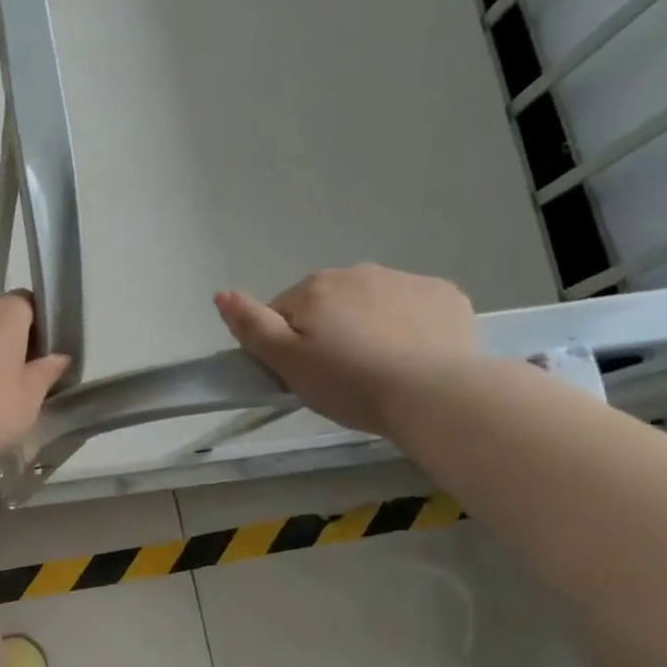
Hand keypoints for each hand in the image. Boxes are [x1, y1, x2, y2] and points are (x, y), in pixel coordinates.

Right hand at [214, 265, 478, 437]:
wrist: (435, 393)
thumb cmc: (350, 383)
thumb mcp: (287, 363)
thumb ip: (251, 326)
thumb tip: (222, 293)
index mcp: (314, 289)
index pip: (282, 313)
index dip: (286, 345)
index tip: (303, 374)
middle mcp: (357, 272)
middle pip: (327, 304)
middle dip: (328, 331)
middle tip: (339, 376)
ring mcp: (405, 280)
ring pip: (370, 303)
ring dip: (366, 326)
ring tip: (378, 369)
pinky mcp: (444, 295)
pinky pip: (413, 307)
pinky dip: (408, 326)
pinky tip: (413, 357)